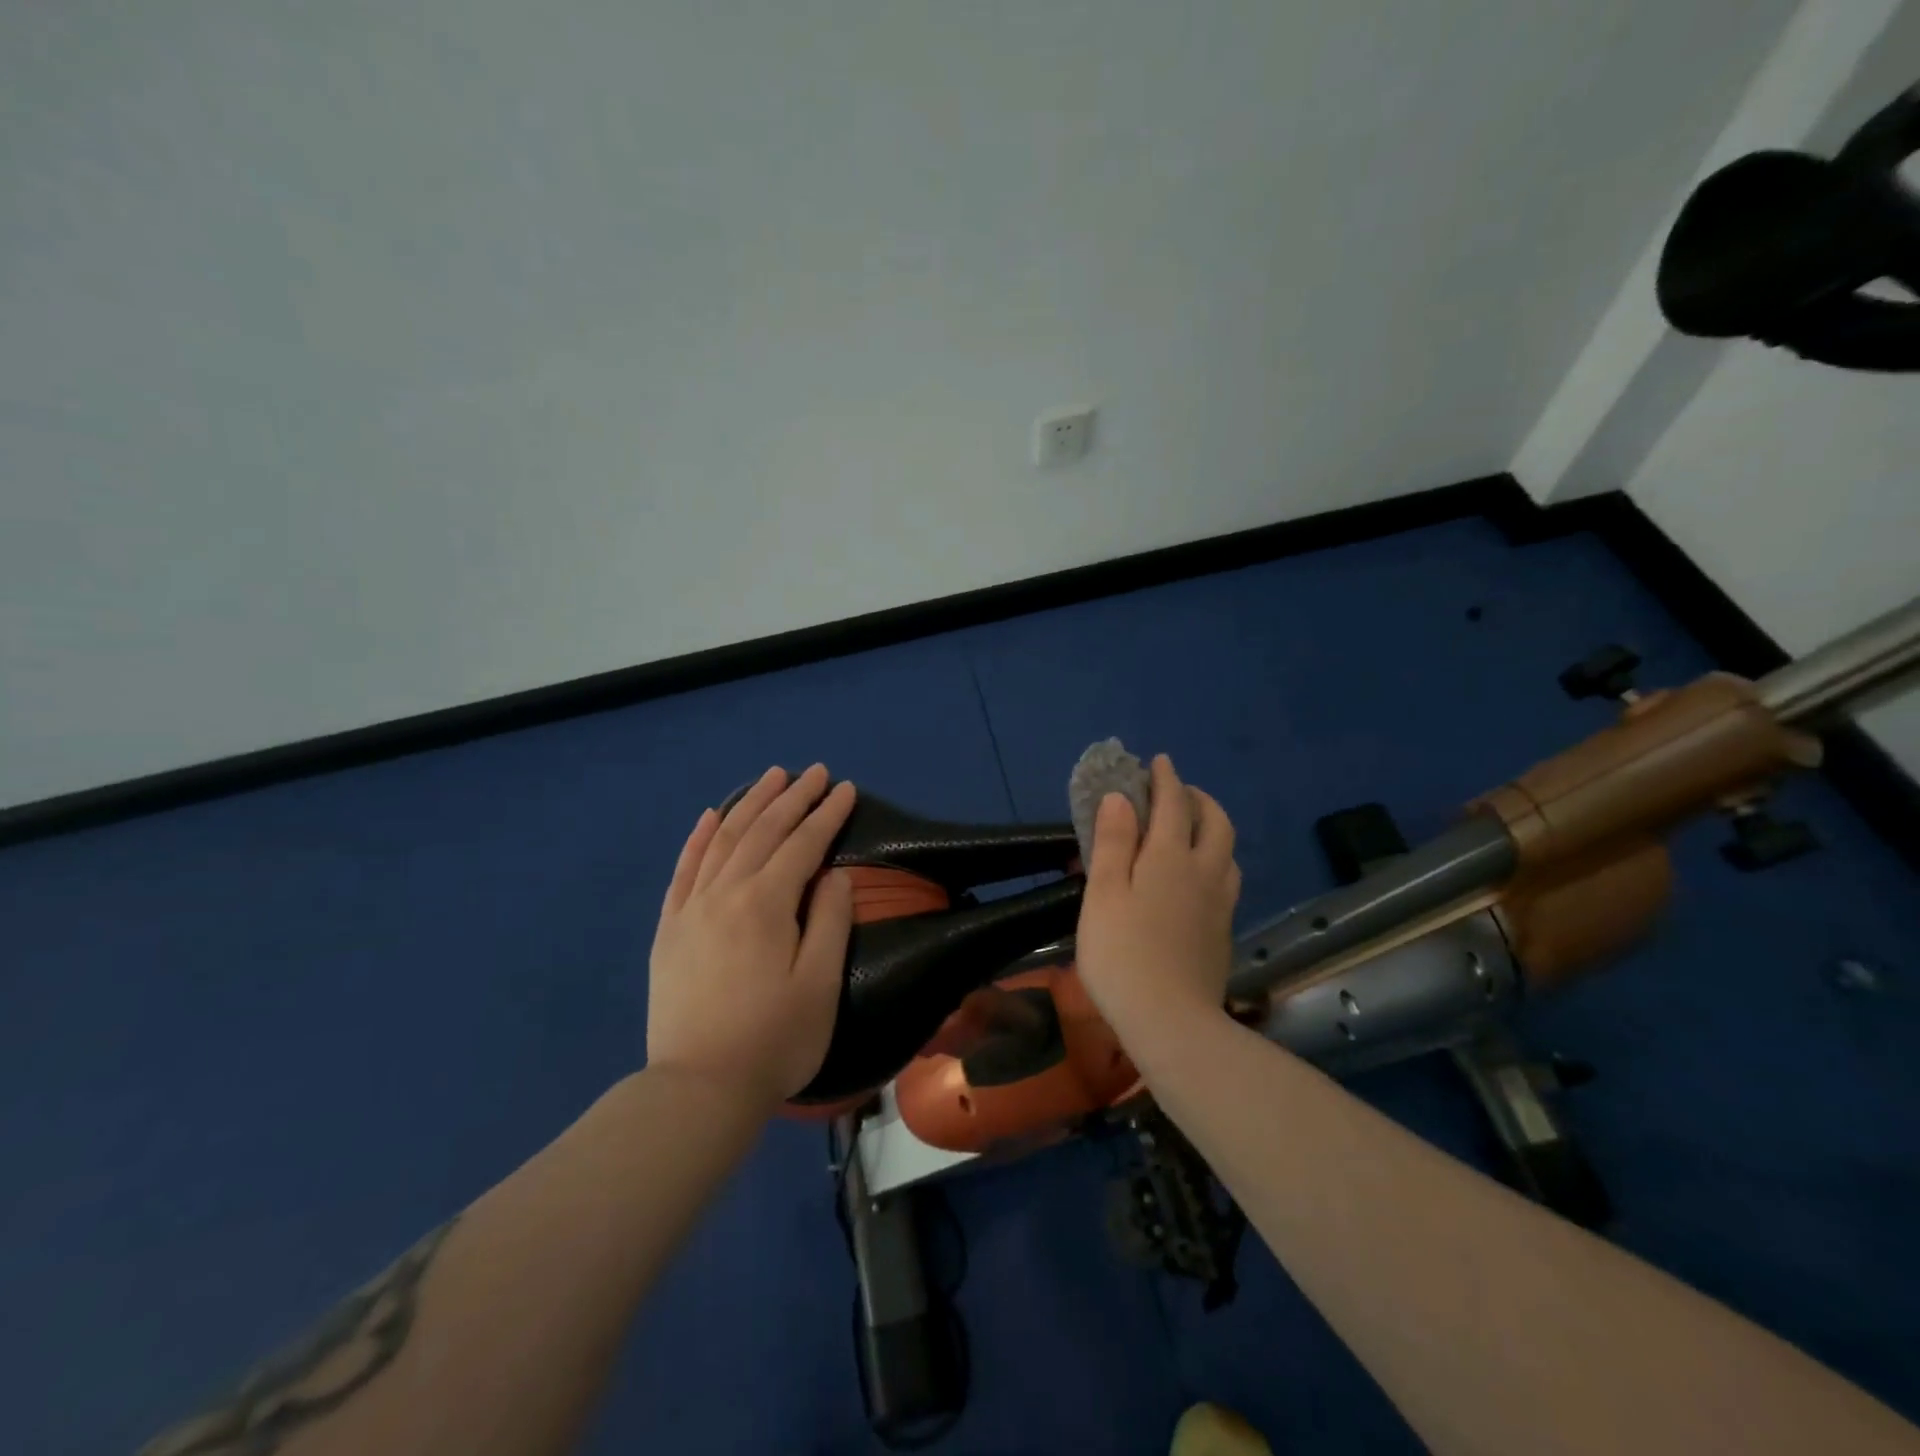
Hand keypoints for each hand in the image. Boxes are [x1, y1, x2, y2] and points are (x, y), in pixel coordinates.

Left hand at [647, 764, 856, 1105]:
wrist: (699, 1089)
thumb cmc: (775, 1039)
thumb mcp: (820, 984)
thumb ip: (830, 920)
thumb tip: (833, 874)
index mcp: (766, 903)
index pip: (803, 844)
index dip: (828, 814)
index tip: (846, 788)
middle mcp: (726, 892)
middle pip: (763, 831)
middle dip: (793, 797)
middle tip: (815, 771)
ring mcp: (691, 908)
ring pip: (723, 839)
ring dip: (750, 804)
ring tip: (771, 777)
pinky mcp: (670, 928)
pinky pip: (684, 869)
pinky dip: (699, 838)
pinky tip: (710, 816)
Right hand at [1075, 755, 1240, 1041]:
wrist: (1171, 1021)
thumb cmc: (1122, 953)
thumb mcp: (1103, 893)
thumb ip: (1113, 842)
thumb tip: (1119, 798)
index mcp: (1169, 858)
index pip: (1173, 804)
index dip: (1166, 779)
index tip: (1159, 761)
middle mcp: (1203, 872)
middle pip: (1215, 822)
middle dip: (1198, 798)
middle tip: (1178, 792)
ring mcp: (1220, 903)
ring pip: (1227, 851)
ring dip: (1213, 828)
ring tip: (1191, 830)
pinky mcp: (1223, 931)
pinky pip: (1227, 879)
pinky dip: (1216, 860)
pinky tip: (1200, 878)